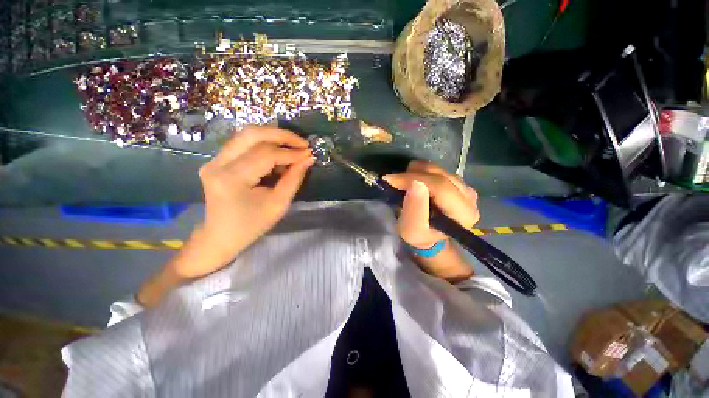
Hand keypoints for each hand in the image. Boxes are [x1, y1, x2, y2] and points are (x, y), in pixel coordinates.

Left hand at [179, 126, 313, 277]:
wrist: (221, 236)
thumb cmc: (252, 225)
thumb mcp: (278, 204)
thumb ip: (294, 178)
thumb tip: (308, 158)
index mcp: (231, 178)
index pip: (265, 154)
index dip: (290, 152)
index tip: (309, 154)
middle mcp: (218, 163)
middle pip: (252, 134)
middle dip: (281, 135)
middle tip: (302, 143)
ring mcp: (214, 160)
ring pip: (247, 135)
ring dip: (273, 138)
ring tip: (292, 149)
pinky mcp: (217, 161)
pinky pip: (244, 144)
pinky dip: (264, 146)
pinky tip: (278, 157)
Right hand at [383, 160, 479, 248]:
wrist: (430, 235)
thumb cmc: (420, 235)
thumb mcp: (411, 230)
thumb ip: (414, 209)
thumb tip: (415, 183)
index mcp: (464, 213)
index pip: (440, 187)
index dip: (413, 179)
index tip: (391, 180)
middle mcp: (469, 197)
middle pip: (439, 174)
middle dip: (412, 174)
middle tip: (394, 181)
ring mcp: (465, 187)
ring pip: (437, 169)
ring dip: (416, 173)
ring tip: (404, 184)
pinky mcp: (458, 181)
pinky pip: (437, 168)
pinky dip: (421, 172)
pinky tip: (414, 182)